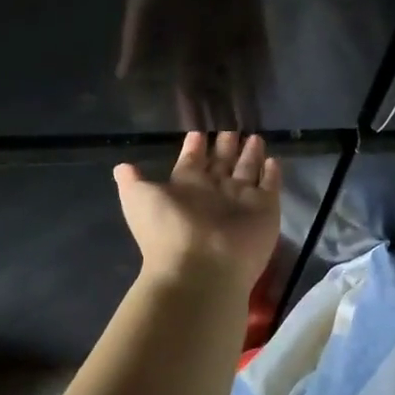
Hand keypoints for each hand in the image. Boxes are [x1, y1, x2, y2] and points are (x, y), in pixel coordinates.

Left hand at [113, 132, 282, 292]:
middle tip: (232, 126)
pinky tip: (274, 160)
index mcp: (186, 187)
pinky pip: (271, 186)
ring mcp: (241, 201)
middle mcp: (214, 192)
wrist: (201, 269)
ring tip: (255, 136)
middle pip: (222, 162)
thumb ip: (133, 182)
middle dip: (226, 145)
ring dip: (251, 154)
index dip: (195, 146)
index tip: (199, 131)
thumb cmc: (168, 229)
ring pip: (247, 170)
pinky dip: (272, 174)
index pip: (192, 161)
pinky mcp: (265, 209)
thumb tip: (121, 167)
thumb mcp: (140, 200)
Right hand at [118, 0, 269, 130]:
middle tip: (235, 148)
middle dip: (224, 112)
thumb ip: (139, 38)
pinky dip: (263, 65)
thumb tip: (124, 76)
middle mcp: (205, 38)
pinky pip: (258, 42)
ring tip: (254, 126)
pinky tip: (269, 87)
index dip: (194, 110)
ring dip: (246, 96)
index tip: (200, 140)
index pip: (188, 85)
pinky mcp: (251, 8)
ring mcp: (230, 24)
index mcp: (179, 40)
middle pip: (217, 84)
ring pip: (240, 70)